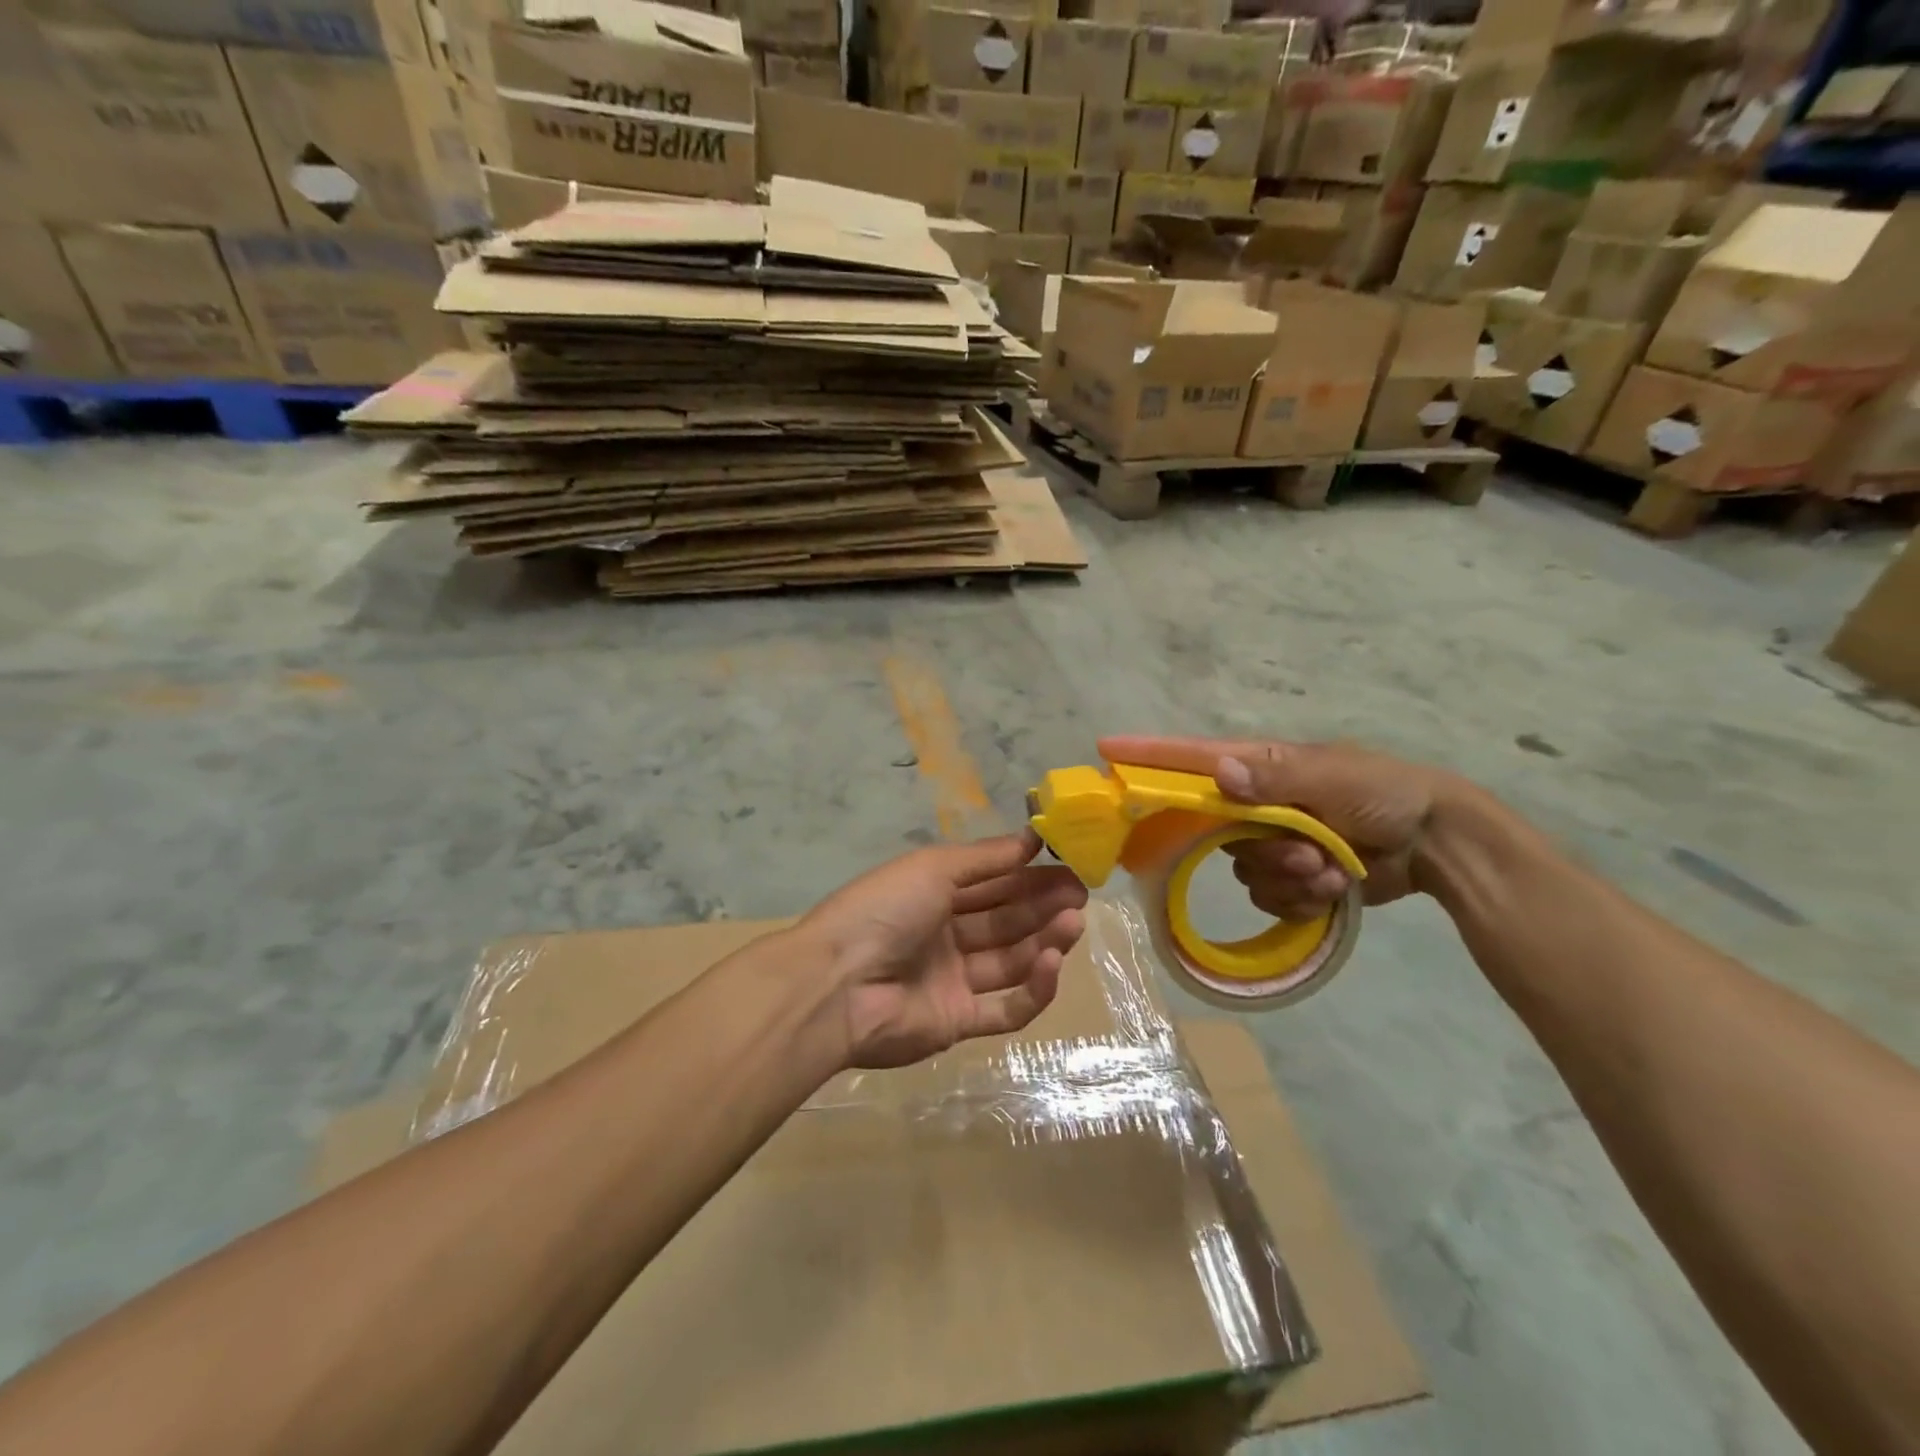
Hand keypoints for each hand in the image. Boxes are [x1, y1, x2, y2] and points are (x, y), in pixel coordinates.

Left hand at [797, 831, 1088, 1068]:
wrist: (837, 984)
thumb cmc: (885, 910)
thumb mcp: (934, 868)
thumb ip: (986, 858)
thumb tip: (1032, 838)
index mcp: (933, 895)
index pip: (992, 883)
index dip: (1029, 874)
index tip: (1069, 865)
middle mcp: (944, 936)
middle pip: (1005, 920)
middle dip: (1043, 905)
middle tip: (1081, 895)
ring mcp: (951, 981)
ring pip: (1010, 960)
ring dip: (1045, 941)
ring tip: (1073, 923)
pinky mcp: (957, 1022)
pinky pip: (1004, 1008)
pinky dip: (1033, 989)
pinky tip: (1053, 964)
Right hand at [1098, 736, 1461, 920]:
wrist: (1436, 842)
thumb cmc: (1384, 793)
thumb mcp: (1334, 779)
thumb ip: (1276, 779)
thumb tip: (1219, 774)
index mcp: (1260, 768)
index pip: (1191, 758)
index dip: (1147, 755)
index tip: (1105, 751)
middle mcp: (1256, 803)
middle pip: (1216, 832)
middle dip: (1262, 849)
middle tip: (1304, 853)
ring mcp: (1272, 841)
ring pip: (1245, 871)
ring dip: (1291, 878)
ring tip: (1333, 869)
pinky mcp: (1291, 876)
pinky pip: (1270, 896)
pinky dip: (1305, 897)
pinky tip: (1339, 886)